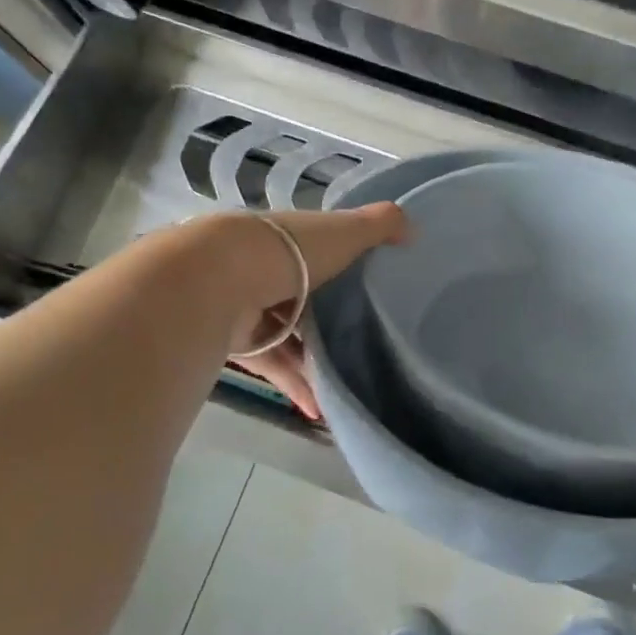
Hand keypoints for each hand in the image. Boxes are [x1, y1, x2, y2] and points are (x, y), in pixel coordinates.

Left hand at [222, 204, 408, 420]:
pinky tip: (320, 407)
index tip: (368, 289)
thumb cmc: (291, 252)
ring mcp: (250, 307)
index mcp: (290, 240)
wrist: (222, 279)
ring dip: (313, 361)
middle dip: (326, 321)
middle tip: (363, 343)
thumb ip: (380, 226)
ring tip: (346, 382)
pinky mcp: (240, 343)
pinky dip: (296, 384)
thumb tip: (414, 228)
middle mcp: (267, 270)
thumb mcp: (345, 231)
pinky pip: (273, 366)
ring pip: (287, 337)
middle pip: (302, 297)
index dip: (341, 266)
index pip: (317, 252)